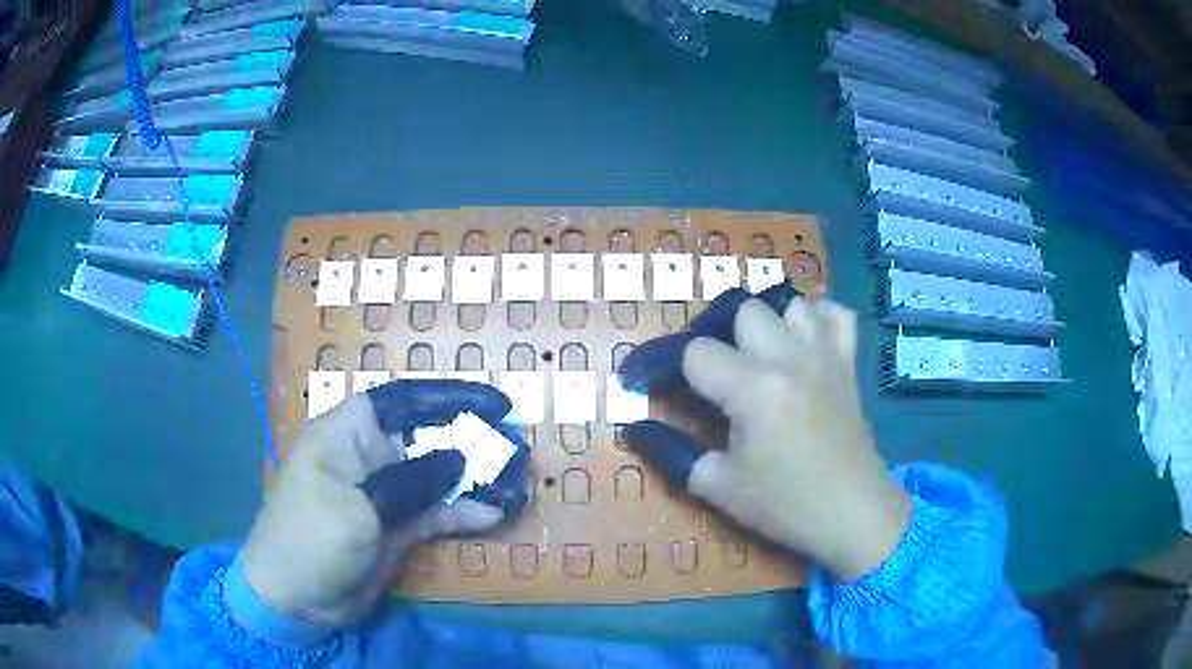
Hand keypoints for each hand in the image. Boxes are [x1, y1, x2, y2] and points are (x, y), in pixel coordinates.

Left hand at [241, 381, 518, 627]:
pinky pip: (437, 512)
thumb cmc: (312, 539)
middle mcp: (370, 457)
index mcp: (348, 434)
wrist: (295, 598)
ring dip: (475, 479)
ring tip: (516, 482)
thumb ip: (410, 481)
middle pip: (428, 436)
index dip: (448, 396)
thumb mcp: (358, 508)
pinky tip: (494, 513)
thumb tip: (458, 455)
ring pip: (438, 476)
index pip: (403, 400)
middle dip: (472, 440)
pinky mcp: (397, 527)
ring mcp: (386, 494)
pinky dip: (464, 512)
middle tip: (516, 449)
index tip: (494, 406)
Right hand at [619, 284, 910, 580]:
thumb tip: (636, 428)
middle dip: (717, 336)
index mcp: (754, 390)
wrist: (852, 513)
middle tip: (710, 371)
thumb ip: (673, 452)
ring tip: (756, 355)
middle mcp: (789, 358)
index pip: (696, 352)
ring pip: (788, 304)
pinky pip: (837, 315)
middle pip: (742, 311)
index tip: (649, 381)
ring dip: (766, 324)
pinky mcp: (848, 363)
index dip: (665, 363)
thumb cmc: (785, 505)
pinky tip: (804, 342)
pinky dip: (817, 318)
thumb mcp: (719, 486)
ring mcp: (825, 355)